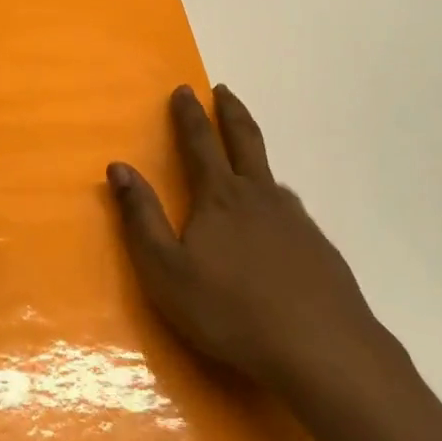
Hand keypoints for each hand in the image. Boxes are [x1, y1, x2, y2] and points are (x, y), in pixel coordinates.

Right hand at [108, 84, 396, 407]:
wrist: (323, 351)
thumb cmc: (230, 310)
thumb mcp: (166, 270)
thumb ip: (140, 217)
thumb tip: (118, 167)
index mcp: (219, 197)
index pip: (199, 142)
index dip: (189, 114)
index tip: (185, 88)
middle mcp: (260, 196)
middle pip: (245, 141)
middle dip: (231, 113)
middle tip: (224, 91)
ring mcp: (296, 220)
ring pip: (272, 177)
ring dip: (256, 158)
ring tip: (248, 160)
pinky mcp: (321, 249)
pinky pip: (292, 211)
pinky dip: (277, 201)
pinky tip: (279, 224)